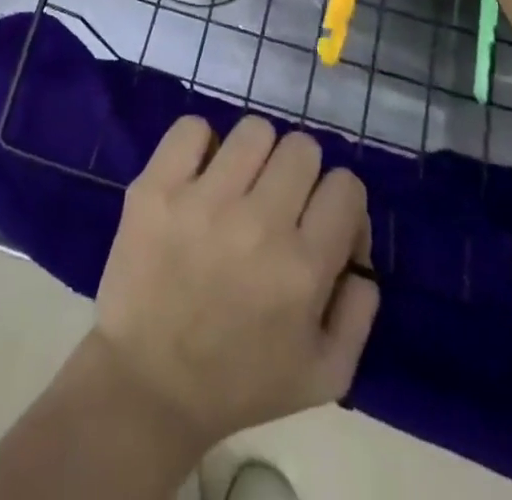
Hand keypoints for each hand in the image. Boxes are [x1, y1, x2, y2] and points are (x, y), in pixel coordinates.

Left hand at [91, 115, 379, 447]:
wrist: (150, 383)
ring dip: (254, 154)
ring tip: (238, 183)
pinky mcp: (157, 186)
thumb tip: (361, 254)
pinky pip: (192, 128)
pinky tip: (199, 174)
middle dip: (298, 172)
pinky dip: (200, 144)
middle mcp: (258, 223)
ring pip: (253, 130)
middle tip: (277, 200)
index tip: (320, 220)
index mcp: (303, 268)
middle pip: (301, 148)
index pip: (346, 187)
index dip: (340, 200)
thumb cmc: (240, 382)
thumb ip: (359, 311)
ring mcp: (203, 199)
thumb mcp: (325, 375)